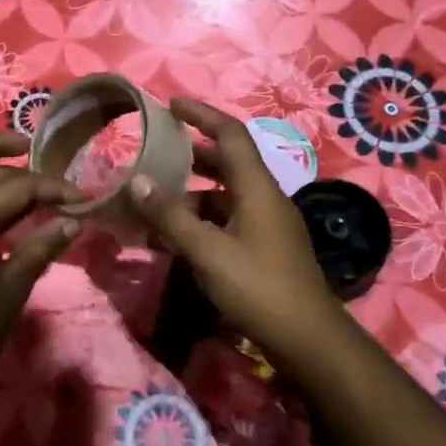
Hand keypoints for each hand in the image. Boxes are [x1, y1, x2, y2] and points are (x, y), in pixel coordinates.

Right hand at [128, 98, 342, 360]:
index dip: (201, 114)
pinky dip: (202, 219)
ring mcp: (268, 223)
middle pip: (227, 161)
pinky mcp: (266, 246)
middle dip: (191, 154)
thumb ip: (171, 216)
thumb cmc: (258, 288)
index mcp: (257, 187)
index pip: (230, 133)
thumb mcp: (208, 251)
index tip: (171, 105)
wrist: (308, 340)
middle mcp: (265, 197)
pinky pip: (229, 218)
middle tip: (156, 152)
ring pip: (225, 193)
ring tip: (155, 199)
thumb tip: (136, 180)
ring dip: (192, 192)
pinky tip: (177, 237)